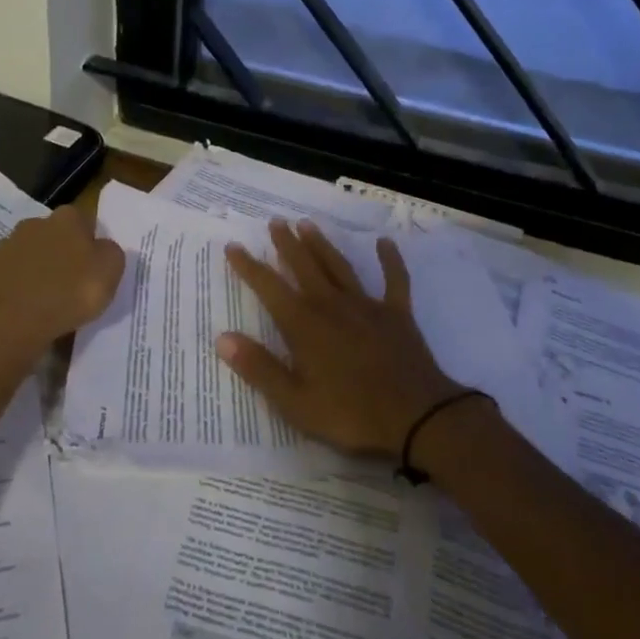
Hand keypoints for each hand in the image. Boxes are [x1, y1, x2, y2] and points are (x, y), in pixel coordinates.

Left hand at [0, 208, 124, 364]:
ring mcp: (6, 246)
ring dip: (37, 270)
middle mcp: (34, 223)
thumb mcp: (110, 271)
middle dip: (62, 254)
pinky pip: (9, 277)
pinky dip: (17, 288)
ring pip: (29, 255)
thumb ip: (110, 252)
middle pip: (55, 236)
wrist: (12, 325)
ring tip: (47, 300)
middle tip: (72, 284)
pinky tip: (24, 308)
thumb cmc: (69, 293)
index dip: (91, 244)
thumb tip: (100, 249)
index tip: (94, 269)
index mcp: (67, 218)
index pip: (85, 223)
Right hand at [220, 220, 461, 457]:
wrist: (416, 417)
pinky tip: (384, 242)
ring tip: (308, 224)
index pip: (269, 288)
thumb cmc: (350, 414)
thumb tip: (222, 338)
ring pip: (339, 266)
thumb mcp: (295, 402)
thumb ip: (259, 368)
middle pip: (304, 266)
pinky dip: (389, 259)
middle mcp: (332, 305)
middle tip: (275, 221)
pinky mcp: (397, 314)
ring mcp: (366, 306)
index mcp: (304, 325)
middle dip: (287, 244)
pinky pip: (394, 279)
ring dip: (322, 245)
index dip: (249, 267)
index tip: (233, 246)